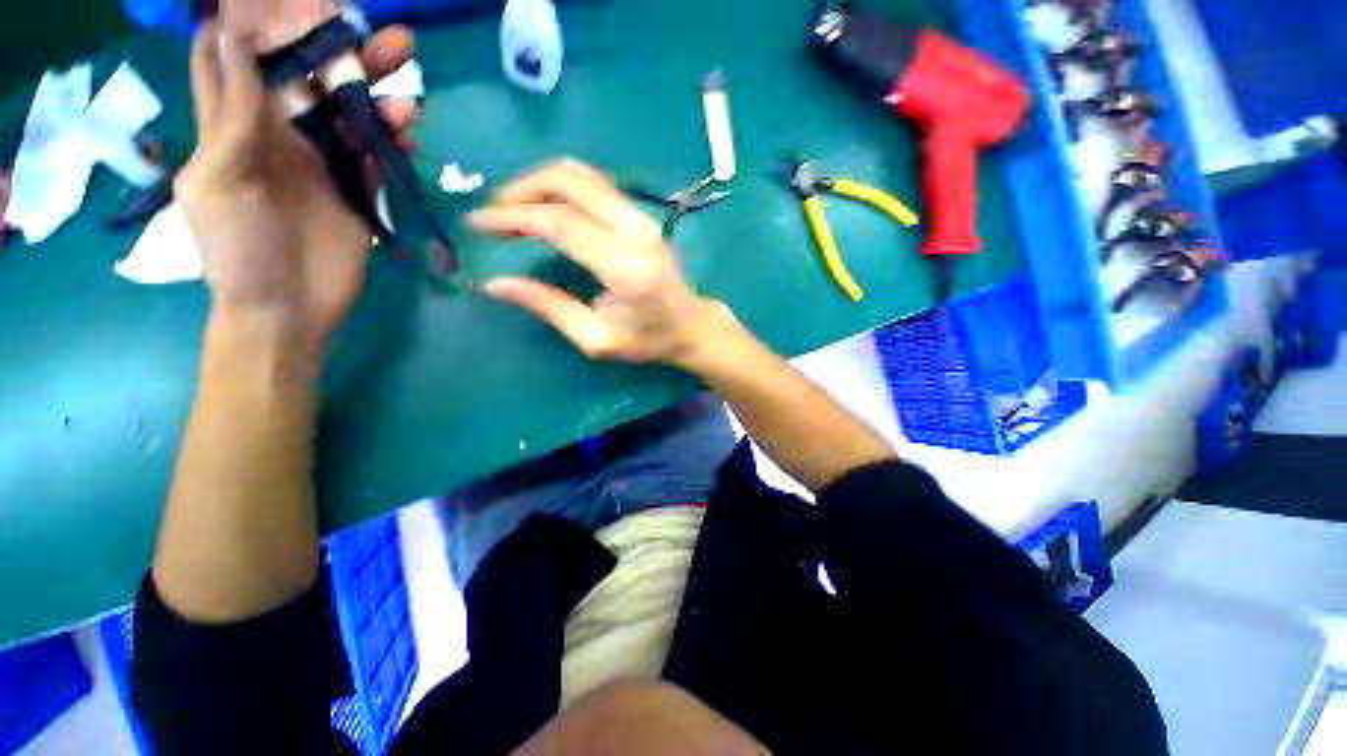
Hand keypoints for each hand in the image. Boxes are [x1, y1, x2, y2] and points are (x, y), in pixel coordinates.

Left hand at [176, 23, 416, 368]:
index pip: (240, 57)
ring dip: (377, 92)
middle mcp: (280, 132)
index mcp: (236, 124)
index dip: (260, 23)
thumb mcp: (220, 181)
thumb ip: (231, 116)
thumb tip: (231, 38)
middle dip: (337, 48)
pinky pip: (377, 153)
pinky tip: (409, 136)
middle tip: (378, 32)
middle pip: (308, 76)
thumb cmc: (238, 252)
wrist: (287, 310)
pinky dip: (393, 140)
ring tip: (408, 83)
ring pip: (349, 110)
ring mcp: (322, 160)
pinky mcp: (357, 189)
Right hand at [473, 160, 731, 367]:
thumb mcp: (596, 337)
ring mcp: (642, 217)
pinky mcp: (642, 214)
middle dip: (521, 188)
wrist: (692, 326)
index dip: (513, 217)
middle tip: (493, 212)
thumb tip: (494, 284)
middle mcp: (635, 230)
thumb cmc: (648, 340)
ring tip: (512, 206)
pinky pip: (595, 183)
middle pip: (569, 182)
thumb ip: (548, 306)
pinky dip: (562, 185)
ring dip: (539, 181)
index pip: (560, 223)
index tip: (479, 224)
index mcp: (625, 266)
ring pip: (582, 174)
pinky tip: (544, 204)